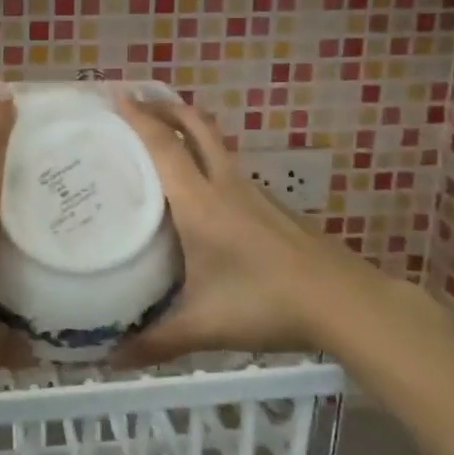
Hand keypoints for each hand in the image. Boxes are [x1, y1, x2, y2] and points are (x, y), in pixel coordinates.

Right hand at [112, 97, 365, 364]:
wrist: (343, 301)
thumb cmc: (266, 303)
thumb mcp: (205, 325)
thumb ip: (156, 341)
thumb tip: (110, 360)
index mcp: (200, 202)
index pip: (164, 147)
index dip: (138, 118)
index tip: (114, 94)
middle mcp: (225, 185)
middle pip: (195, 126)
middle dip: (165, 107)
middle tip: (136, 100)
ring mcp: (253, 192)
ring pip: (215, 144)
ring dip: (187, 129)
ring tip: (161, 139)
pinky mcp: (270, 206)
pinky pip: (228, 167)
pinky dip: (205, 158)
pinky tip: (200, 190)